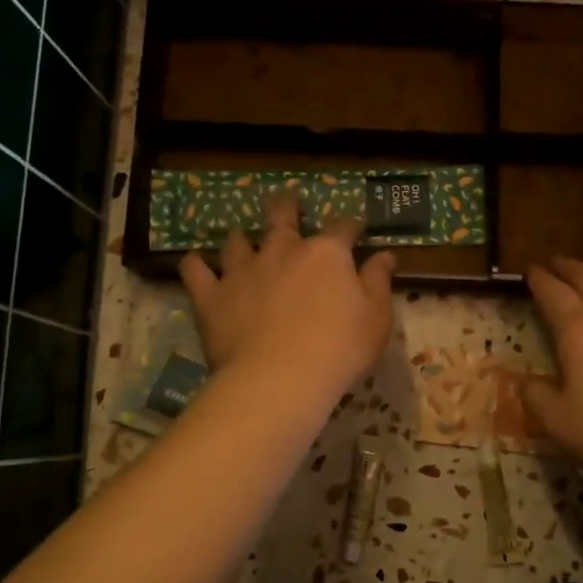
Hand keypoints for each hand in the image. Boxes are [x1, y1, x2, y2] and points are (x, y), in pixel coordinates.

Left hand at [179, 193, 396, 405]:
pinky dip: (196, 264)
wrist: (280, 378)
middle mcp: (282, 251)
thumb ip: (378, 282)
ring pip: (237, 241)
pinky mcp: (212, 296)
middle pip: (282, 217)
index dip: (351, 226)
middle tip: (287, 203)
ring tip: (241, 239)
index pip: (342, 228)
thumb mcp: (376, 318)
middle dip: (287, 208)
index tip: (356, 230)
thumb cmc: (340, 348)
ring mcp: (243, 271)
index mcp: (326, 254)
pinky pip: (196, 271)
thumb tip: (386, 255)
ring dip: (242, 238)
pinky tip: (196, 262)